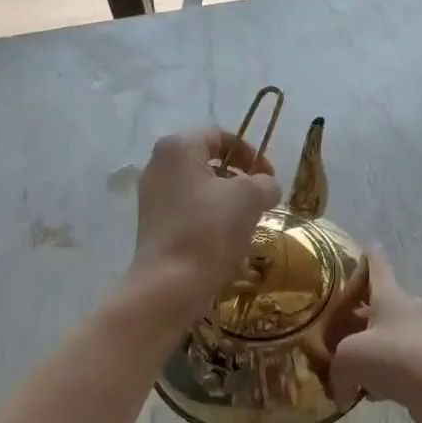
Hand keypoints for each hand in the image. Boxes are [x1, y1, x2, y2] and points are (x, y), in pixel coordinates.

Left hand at [130, 129, 281, 319]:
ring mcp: (152, 199)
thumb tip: (266, 187)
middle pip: (209, 164)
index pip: (219, 136)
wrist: (170, 286)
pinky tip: (229, 249)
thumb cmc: (210, 230)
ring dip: (229, 206)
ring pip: (202, 192)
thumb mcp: (250, 198)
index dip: (250, 152)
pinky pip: (190, 216)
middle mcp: (159, 167)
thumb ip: (265, 183)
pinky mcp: (154, 227)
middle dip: (240, 182)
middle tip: (261, 201)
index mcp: (177, 148)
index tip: (269, 176)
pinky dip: (212, 225)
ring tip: (248, 227)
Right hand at [327, 249, 421, 422]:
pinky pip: (393, 364)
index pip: (377, 265)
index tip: (366, 245)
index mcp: (388, 295)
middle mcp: (405, 311)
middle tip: (339, 318)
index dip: (369, 255)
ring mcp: (417, 338)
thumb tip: (341, 390)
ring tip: (344, 360)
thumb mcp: (349, 357)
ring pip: (386, 334)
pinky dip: (379, 374)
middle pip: (381, 301)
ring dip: (368, 344)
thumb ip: (335, 368)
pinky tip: (365, 393)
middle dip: (361, 308)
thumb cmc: (393, 358)